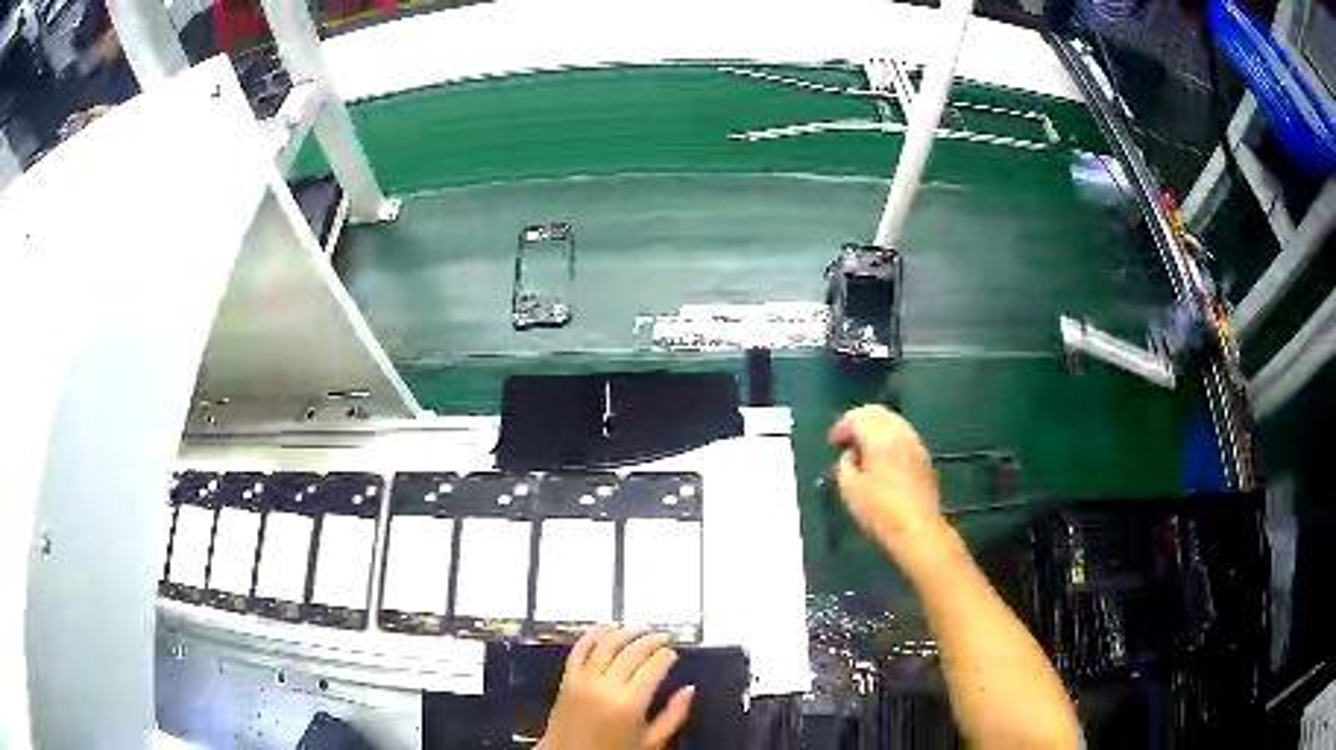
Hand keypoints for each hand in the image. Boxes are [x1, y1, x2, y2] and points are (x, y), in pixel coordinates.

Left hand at [540, 628, 694, 749]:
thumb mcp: (652, 742)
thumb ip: (674, 716)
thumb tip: (690, 689)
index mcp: (630, 704)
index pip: (653, 667)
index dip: (666, 656)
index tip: (673, 653)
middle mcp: (606, 687)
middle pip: (631, 652)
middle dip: (651, 641)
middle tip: (663, 637)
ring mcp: (583, 680)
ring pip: (606, 645)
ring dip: (625, 632)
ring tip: (641, 627)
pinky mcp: (567, 679)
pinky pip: (579, 651)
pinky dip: (591, 637)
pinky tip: (604, 630)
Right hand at [829, 405, 942, 554]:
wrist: (918, 529)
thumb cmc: (880, 510)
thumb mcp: (849, 489)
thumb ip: (845, 464)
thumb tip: (851, 454)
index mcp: (881, 438)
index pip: (859, 416)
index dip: (842, 426)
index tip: (833, 443)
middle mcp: (901, 433)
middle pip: (879, 413)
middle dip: (860, 421)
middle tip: (847, 439)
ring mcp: (916, 444)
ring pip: (894, 422)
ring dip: (876, 429)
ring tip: (864, 449)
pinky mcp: (924, 458)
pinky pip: (904, 435)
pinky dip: (890, 438)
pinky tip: (883, 458)